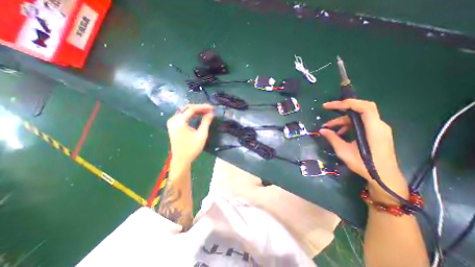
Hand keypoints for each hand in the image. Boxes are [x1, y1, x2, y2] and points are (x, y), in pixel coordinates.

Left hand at [165, 104, 213, 164]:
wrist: (181, 159)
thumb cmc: (192, 148)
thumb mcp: (201, 135)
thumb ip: (206, 122)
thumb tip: (211, 113)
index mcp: (179, 121)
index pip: (192, 109)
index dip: (203, 107)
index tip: (212, 108)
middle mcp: (173, 119)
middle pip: (187, 108)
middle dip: (199, 108)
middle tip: (209, 110)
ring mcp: (172, 122)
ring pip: (184, 111)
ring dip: (195, 111)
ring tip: (205, 112)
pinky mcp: (172, 125)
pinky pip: (182, 116)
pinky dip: (190, 115)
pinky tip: (197, 116)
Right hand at [321, 100, 409, 202]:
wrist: (384, 178)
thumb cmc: (365, 165)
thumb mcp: (344, 151)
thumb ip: (332, 138)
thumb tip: (322, 130)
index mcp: (374, 129)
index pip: (364, 107)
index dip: (347, 103)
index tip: (329, 106)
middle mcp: (379, 125)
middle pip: (359, 110)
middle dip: (341, 109)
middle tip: (326, 110)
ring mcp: (378, 129)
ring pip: (358, 118)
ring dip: (342, 121)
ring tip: (329, 128)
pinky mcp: (376, 134)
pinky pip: (361, 124)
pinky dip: (349, 126)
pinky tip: (340, 134)